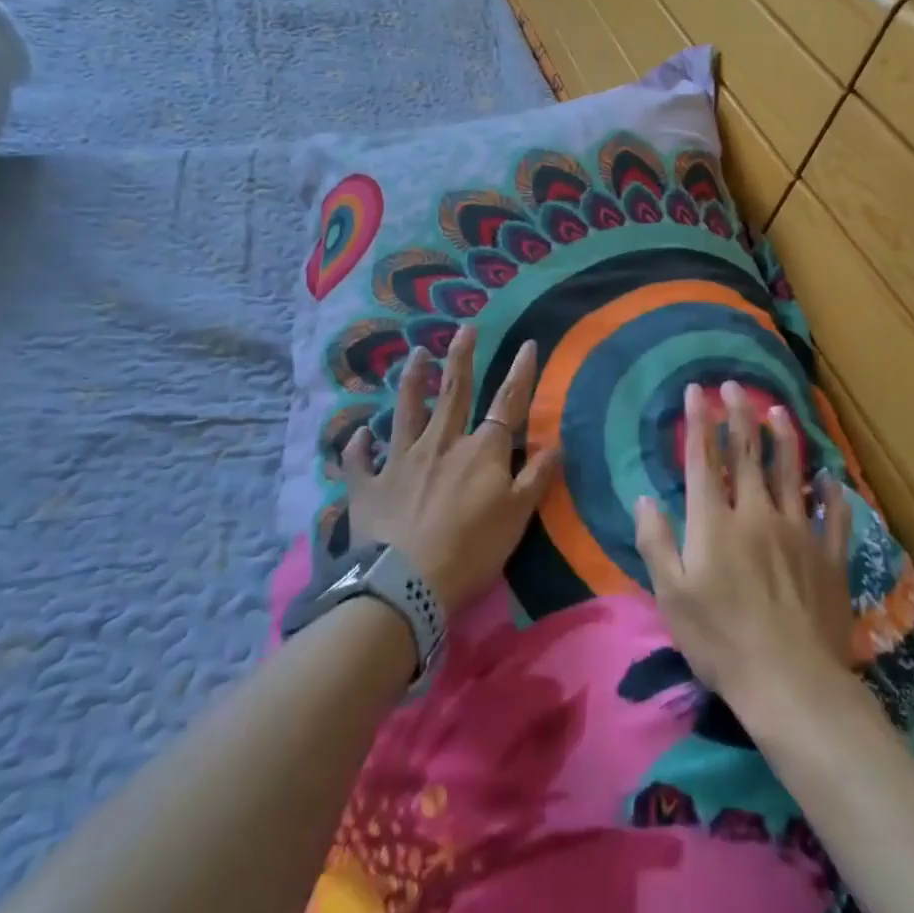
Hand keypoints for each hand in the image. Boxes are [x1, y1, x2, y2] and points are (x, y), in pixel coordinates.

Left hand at [341, 324, 559, 618]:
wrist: (405, 584)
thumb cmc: (471, 551)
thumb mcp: (517, 517)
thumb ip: (536, 477)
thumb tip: (555, 442)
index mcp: (480, 452)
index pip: (506, 404)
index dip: (520, 374)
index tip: (528, 344)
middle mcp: (440, 444)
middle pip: (453, 394)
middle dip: (461, 359)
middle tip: (464, 328)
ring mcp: (400, 461)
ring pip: (406, 412)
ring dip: (412, 381)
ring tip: (416, 354)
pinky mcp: (369, 485)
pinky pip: (360, 460)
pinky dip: (358, 445)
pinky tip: (358, 433)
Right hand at [635, 381, 855, 718]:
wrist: (790, 682)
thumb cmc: (720, 640)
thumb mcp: (671, 596)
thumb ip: (656, 541)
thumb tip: (645, 497)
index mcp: (715, 523)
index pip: (704, 460)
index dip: (699, 422)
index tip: (696, 391)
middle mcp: (757, 514)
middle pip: (747, 454)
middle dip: (739, 415)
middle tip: (735, 385)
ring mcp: (798, 532)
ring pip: (790, 472)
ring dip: (783, 438)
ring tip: (778, 410)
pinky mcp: (828, 555)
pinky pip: (832, 514)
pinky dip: (831, 491)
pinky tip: (830, 475)